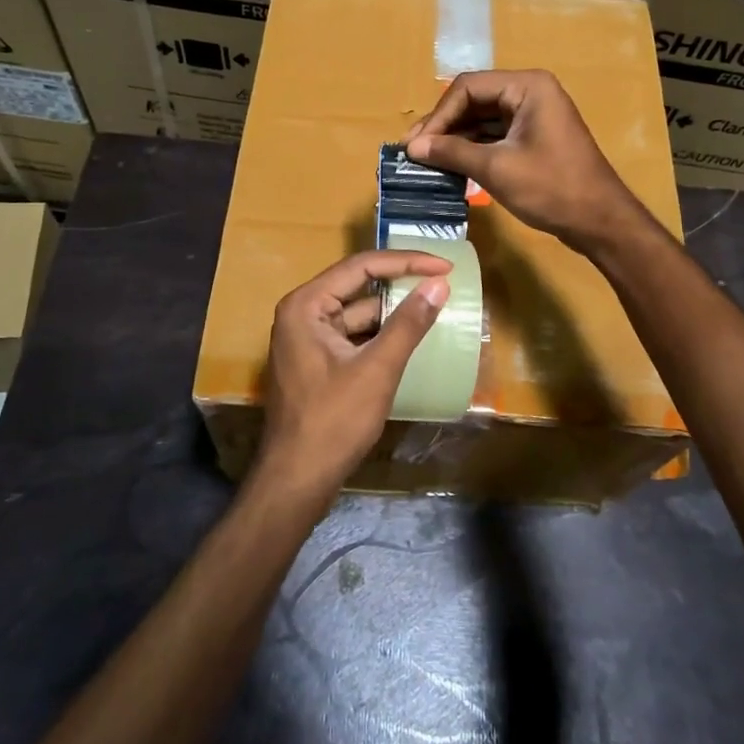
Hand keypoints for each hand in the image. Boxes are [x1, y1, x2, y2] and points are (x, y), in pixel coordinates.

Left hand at [256, 249, 452, 505]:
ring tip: (434, 307)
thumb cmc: (334, 421)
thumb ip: (408, 323)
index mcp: (306, 305)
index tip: (445, 266)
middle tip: (442, 281)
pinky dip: (381, 335)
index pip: (361, 267)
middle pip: (358, 286)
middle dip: (400, 283)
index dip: (406, 262)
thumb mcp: (376, 369)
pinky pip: (354, 336)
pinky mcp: (316, 362)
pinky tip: (410, 338)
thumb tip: (439, 285)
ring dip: (393, 312)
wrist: (297, 480)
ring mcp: (307, 339)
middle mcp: (302, 314)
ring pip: (358, 313)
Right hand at [405, 70, 643, 253]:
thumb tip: (412, 147)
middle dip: (444, 126)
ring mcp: (534, 115)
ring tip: (426, 161)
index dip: (438, 116)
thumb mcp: (496, 168)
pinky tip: (451, 166)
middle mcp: (530, 92)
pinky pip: (495, 135)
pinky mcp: (534, 138)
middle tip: (414, 152)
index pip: (467, 88)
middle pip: (474, 100)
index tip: (415, 145)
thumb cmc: (551, 188)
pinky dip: (473, 149)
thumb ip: (452, 152)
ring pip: (482, 119)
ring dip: (455, 139)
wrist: (599, 220)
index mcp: (527, 86)